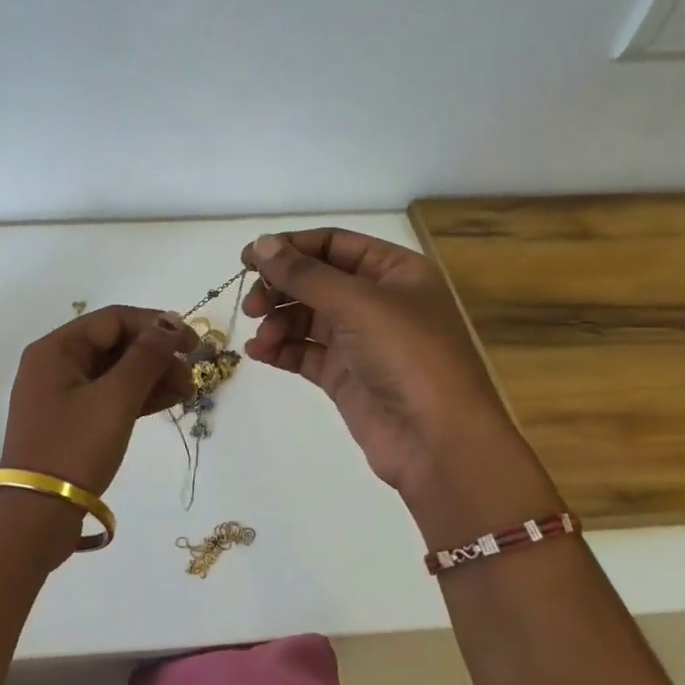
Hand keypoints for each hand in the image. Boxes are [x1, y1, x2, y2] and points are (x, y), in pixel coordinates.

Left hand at [0, 306, 197, 554]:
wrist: (37, 516)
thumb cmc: (75, 448)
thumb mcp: (115, 399)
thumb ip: (146, 358)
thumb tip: (170, 325)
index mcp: (56, 349)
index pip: (113, 320)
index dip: (156, 325)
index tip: (193, 342)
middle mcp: (55, 365)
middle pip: (114, 344)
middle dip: (156, 354)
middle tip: (191, 374)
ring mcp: (61, 395)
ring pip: (114, 372)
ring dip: (152, 377)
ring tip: (188, 390)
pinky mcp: (70, 422)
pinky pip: (108, 396)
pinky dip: (137, 397)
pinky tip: (170, 401)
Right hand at [241, 229, 559, 537]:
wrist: (437, 441)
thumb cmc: (408, 356)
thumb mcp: (357, 303)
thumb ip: (304, 274)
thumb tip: (261, 245)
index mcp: (395, 271)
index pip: (333, 244)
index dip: (290, 247)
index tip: (247, 258)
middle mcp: (378, 300)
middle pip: (316, 280)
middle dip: (280, 288)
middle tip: (252, 306)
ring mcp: (361, 340)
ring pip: (306, 317)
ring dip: (277, 321)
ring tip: (262, 339)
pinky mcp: (346, 375)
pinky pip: (305, 351)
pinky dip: (281, 349)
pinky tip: (259, 353)